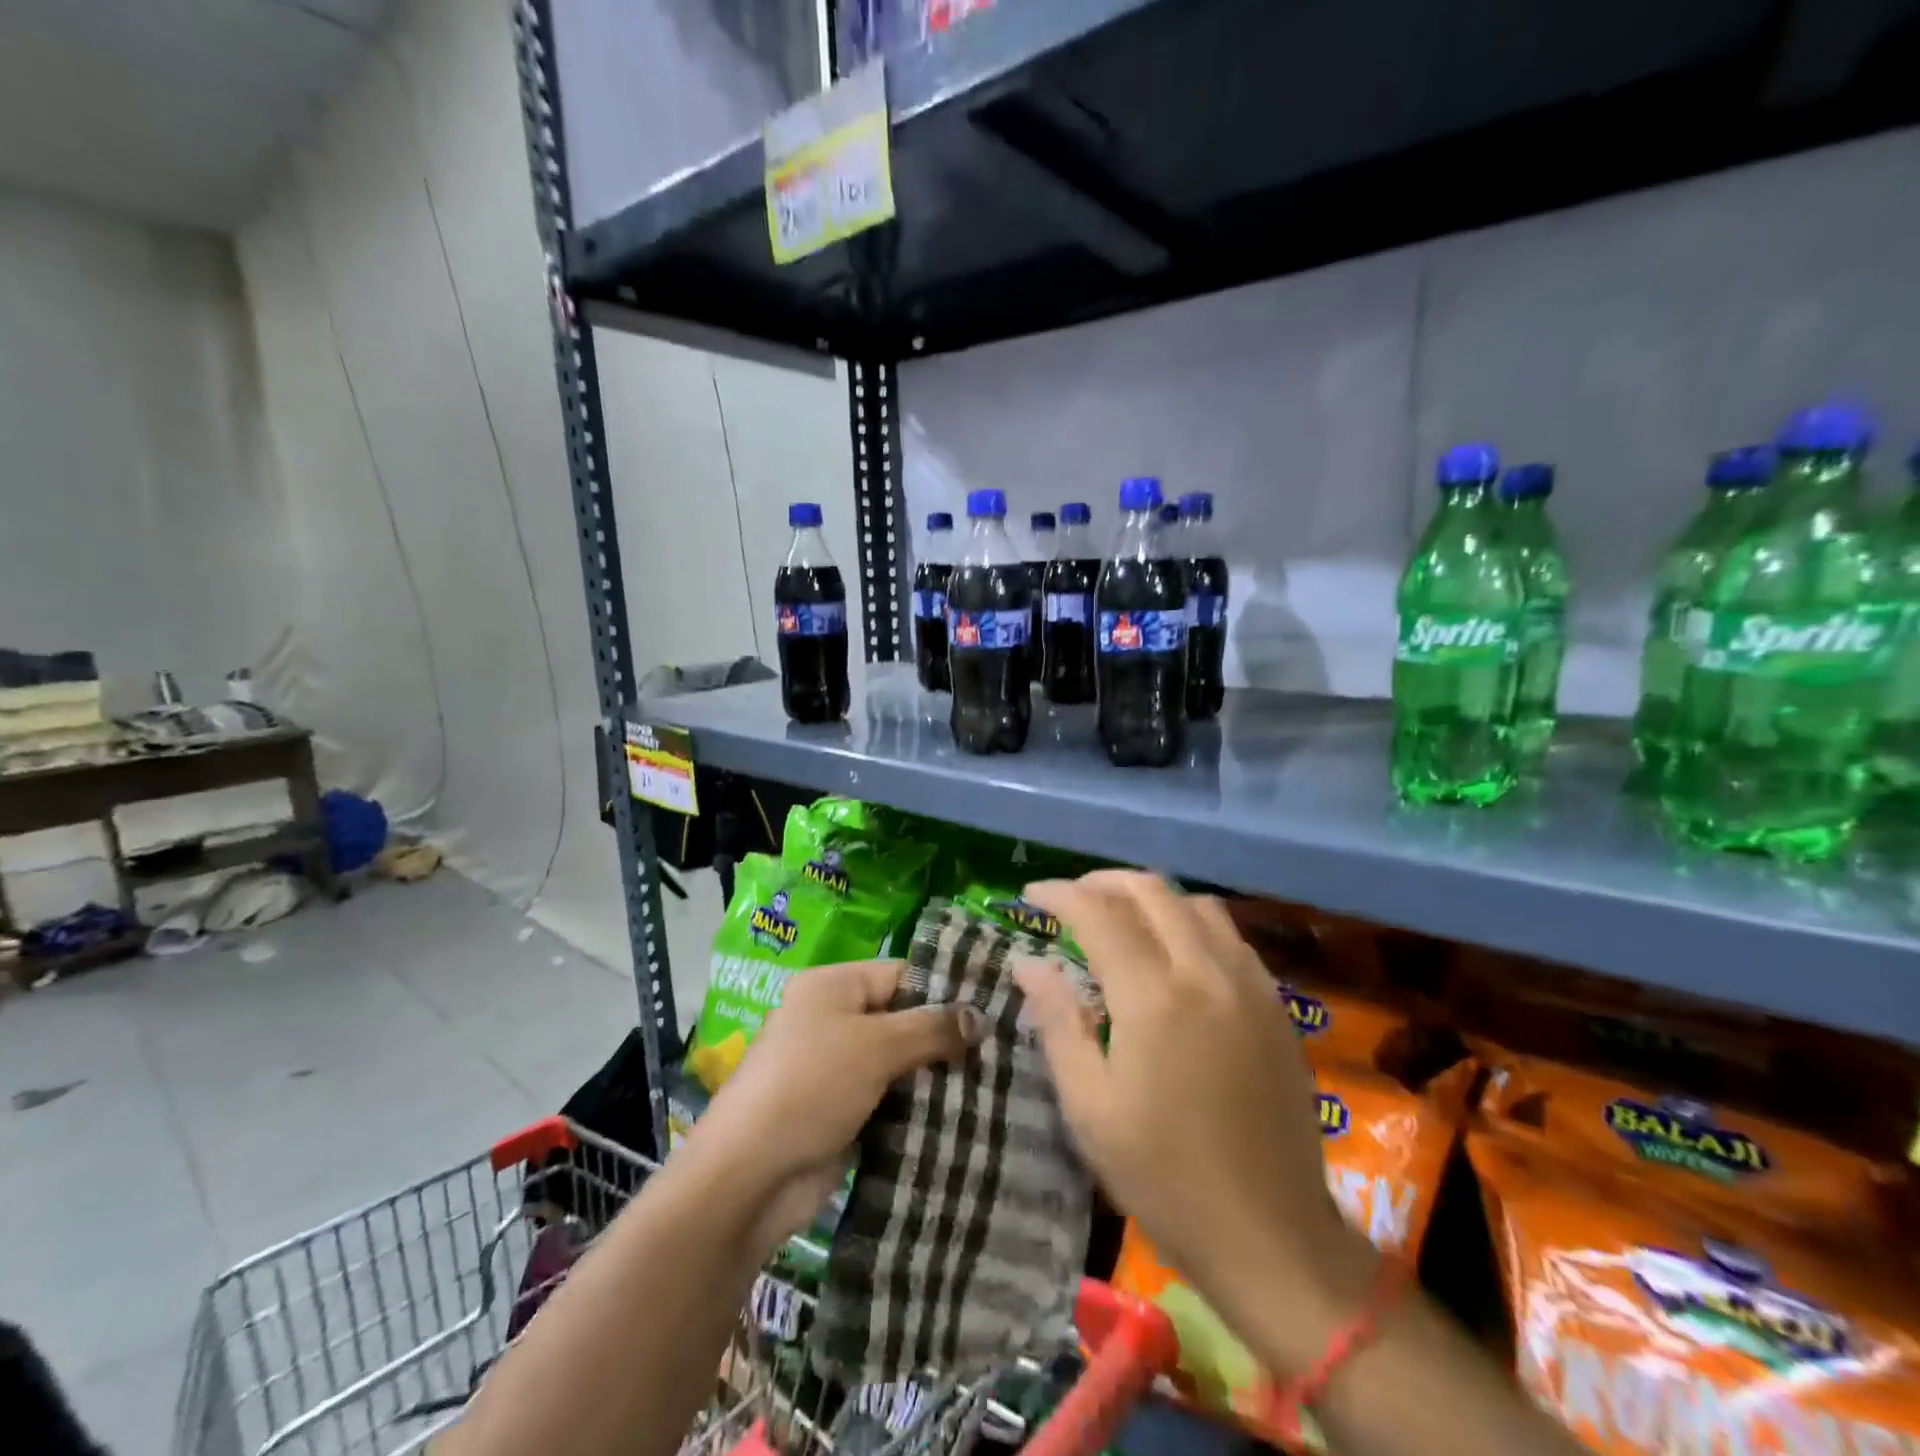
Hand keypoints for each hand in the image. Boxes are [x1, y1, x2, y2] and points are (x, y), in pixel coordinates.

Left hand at [689, 959, 980, 1251]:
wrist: (751, 1177)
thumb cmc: (812, 1086)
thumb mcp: (876, 1046)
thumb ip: (931, 1028)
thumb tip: (981, 1018)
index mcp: (832, 986)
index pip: (900, 974)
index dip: (944, 990)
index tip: (991, 1009)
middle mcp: (832, 1019)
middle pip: (901, 1018)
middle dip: (944, 1037)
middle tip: (999, 1050)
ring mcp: (836, 1069)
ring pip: (898, 1062)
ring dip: (935, 1075)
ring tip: (993, 1082)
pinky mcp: (842, 1112)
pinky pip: (889, 1098)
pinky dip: (917, 1106)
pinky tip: (961, 1114)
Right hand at [1014, 872, 1377, 1373]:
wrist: (1272, 1235)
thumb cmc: (1164, 1178)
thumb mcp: (1089, 1107)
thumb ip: (1057, 1021)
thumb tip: (1028, 962)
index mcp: (1154, 998)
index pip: (1099, 913)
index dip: (1060, 894)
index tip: (1031, 893)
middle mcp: (1206, 972)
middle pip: (1151, 891)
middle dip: (1102, 882)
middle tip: (1070, 898)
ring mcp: (1249, 984)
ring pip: (1196, 904)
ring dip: (1150, 896)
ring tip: (1118, 915)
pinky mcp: (1276, 1004)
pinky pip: (1228, 935)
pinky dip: (1190, 921)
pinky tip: (1173, 949)